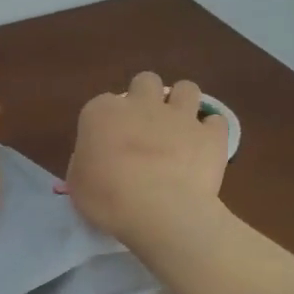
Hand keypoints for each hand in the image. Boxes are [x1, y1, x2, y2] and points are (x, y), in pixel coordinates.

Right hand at [65, 73, 228, 247]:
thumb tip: (97, 158)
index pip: (102, 104)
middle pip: (145, 82)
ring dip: (182, 103)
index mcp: (102, 112)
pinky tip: (204, 147)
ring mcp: (179, 116)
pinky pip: (215, 121)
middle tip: (145, 125)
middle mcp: (141, 104)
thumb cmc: (107, 199)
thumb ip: (86, 161)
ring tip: (179, 127)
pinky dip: (210, 131)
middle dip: (146, 97)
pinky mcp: (210, 134)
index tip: (108, 143)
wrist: (160, 211)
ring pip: (186, 88)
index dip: (107, 122)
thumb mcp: (78, 183)